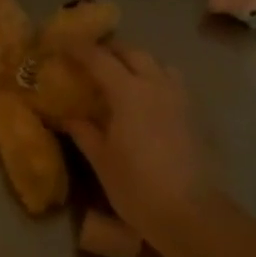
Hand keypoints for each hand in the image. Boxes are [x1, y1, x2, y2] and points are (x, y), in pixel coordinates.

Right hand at [64, 43, 216, 236]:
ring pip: (158, 63)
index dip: (79, 49)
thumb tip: (68, 117)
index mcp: (128, 92)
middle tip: (90, 57)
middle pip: (132, 53)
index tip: (62, 44)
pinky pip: (172, 81)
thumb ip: (84, 132)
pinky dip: (155, 78)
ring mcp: (179, 98)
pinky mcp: (193, 114)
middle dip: (110, 50)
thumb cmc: (137, 186)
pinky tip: (146, 98)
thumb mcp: (102, 160)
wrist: (189, 212)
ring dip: (137, 61)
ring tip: (121, 74)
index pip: (99, 59)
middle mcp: (156, 85)